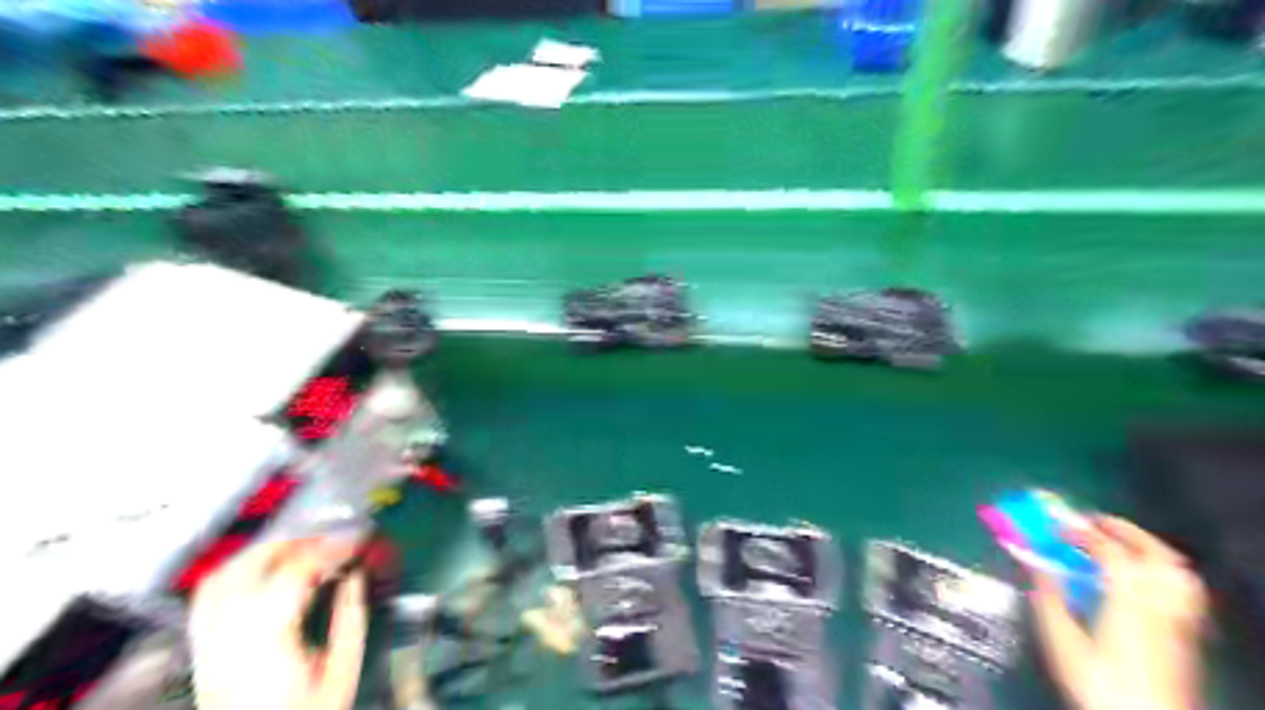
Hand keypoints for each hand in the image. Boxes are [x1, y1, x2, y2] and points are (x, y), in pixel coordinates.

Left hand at [187, 537, 367, 709]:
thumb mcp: (342, 672)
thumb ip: (350, 618)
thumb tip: (355, 576)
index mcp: (268, 644)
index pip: (294, 573)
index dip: (329, 549)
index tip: (357, 541)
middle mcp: (229, 639)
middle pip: (251, 567)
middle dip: (297, 542)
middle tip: (331, 540)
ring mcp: (209, 644)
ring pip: (223, 576)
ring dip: (264, 551)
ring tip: (300, 548)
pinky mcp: (203, 650)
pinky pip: (207, 597)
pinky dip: (235, 572)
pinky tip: (260, 569)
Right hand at [1026, 517, 1202, 709]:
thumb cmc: (1098, 682)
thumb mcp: (1062, 639)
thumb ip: (1048, 595)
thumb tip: (1031, 560)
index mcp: (1129, 602)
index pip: (1110, 551)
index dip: (1080, 530)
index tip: (1053, 521)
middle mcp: (1161, 605)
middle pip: (1155, 554)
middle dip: (1121, 530)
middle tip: (1090, 521)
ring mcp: (1179, 619)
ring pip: (1175, 571)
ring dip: (1145, 548)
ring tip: (1117, 542)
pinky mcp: (1184, 634)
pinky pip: (1178, 589)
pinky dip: (1157, 571)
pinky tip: (1137, 579)